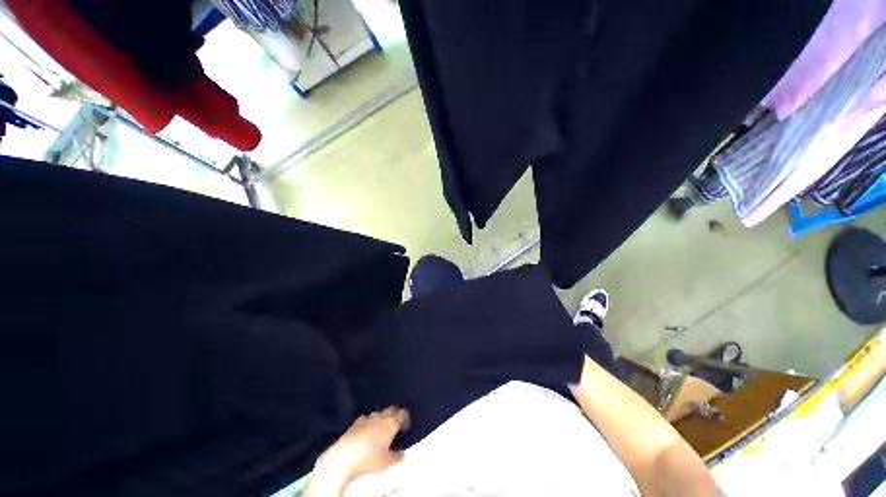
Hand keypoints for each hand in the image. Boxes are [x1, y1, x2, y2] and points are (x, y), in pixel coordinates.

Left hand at [306, 406, 409, 495]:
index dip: (405, 418)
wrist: (343, 459)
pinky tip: (367, 432)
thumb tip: (401, 454)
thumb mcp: (387, 463)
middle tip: (396, 424)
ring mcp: (365, 419)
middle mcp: (379, 418)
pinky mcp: (354, 424)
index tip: (405, 424)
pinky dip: (368, 423)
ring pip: (378, 414)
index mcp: (390, 423)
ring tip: (381, 429)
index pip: (402, 414)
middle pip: (391, 410)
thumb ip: (397, 456)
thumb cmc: (367, 460)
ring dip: (381, 419)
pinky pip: (365, 419)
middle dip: (394, 415)